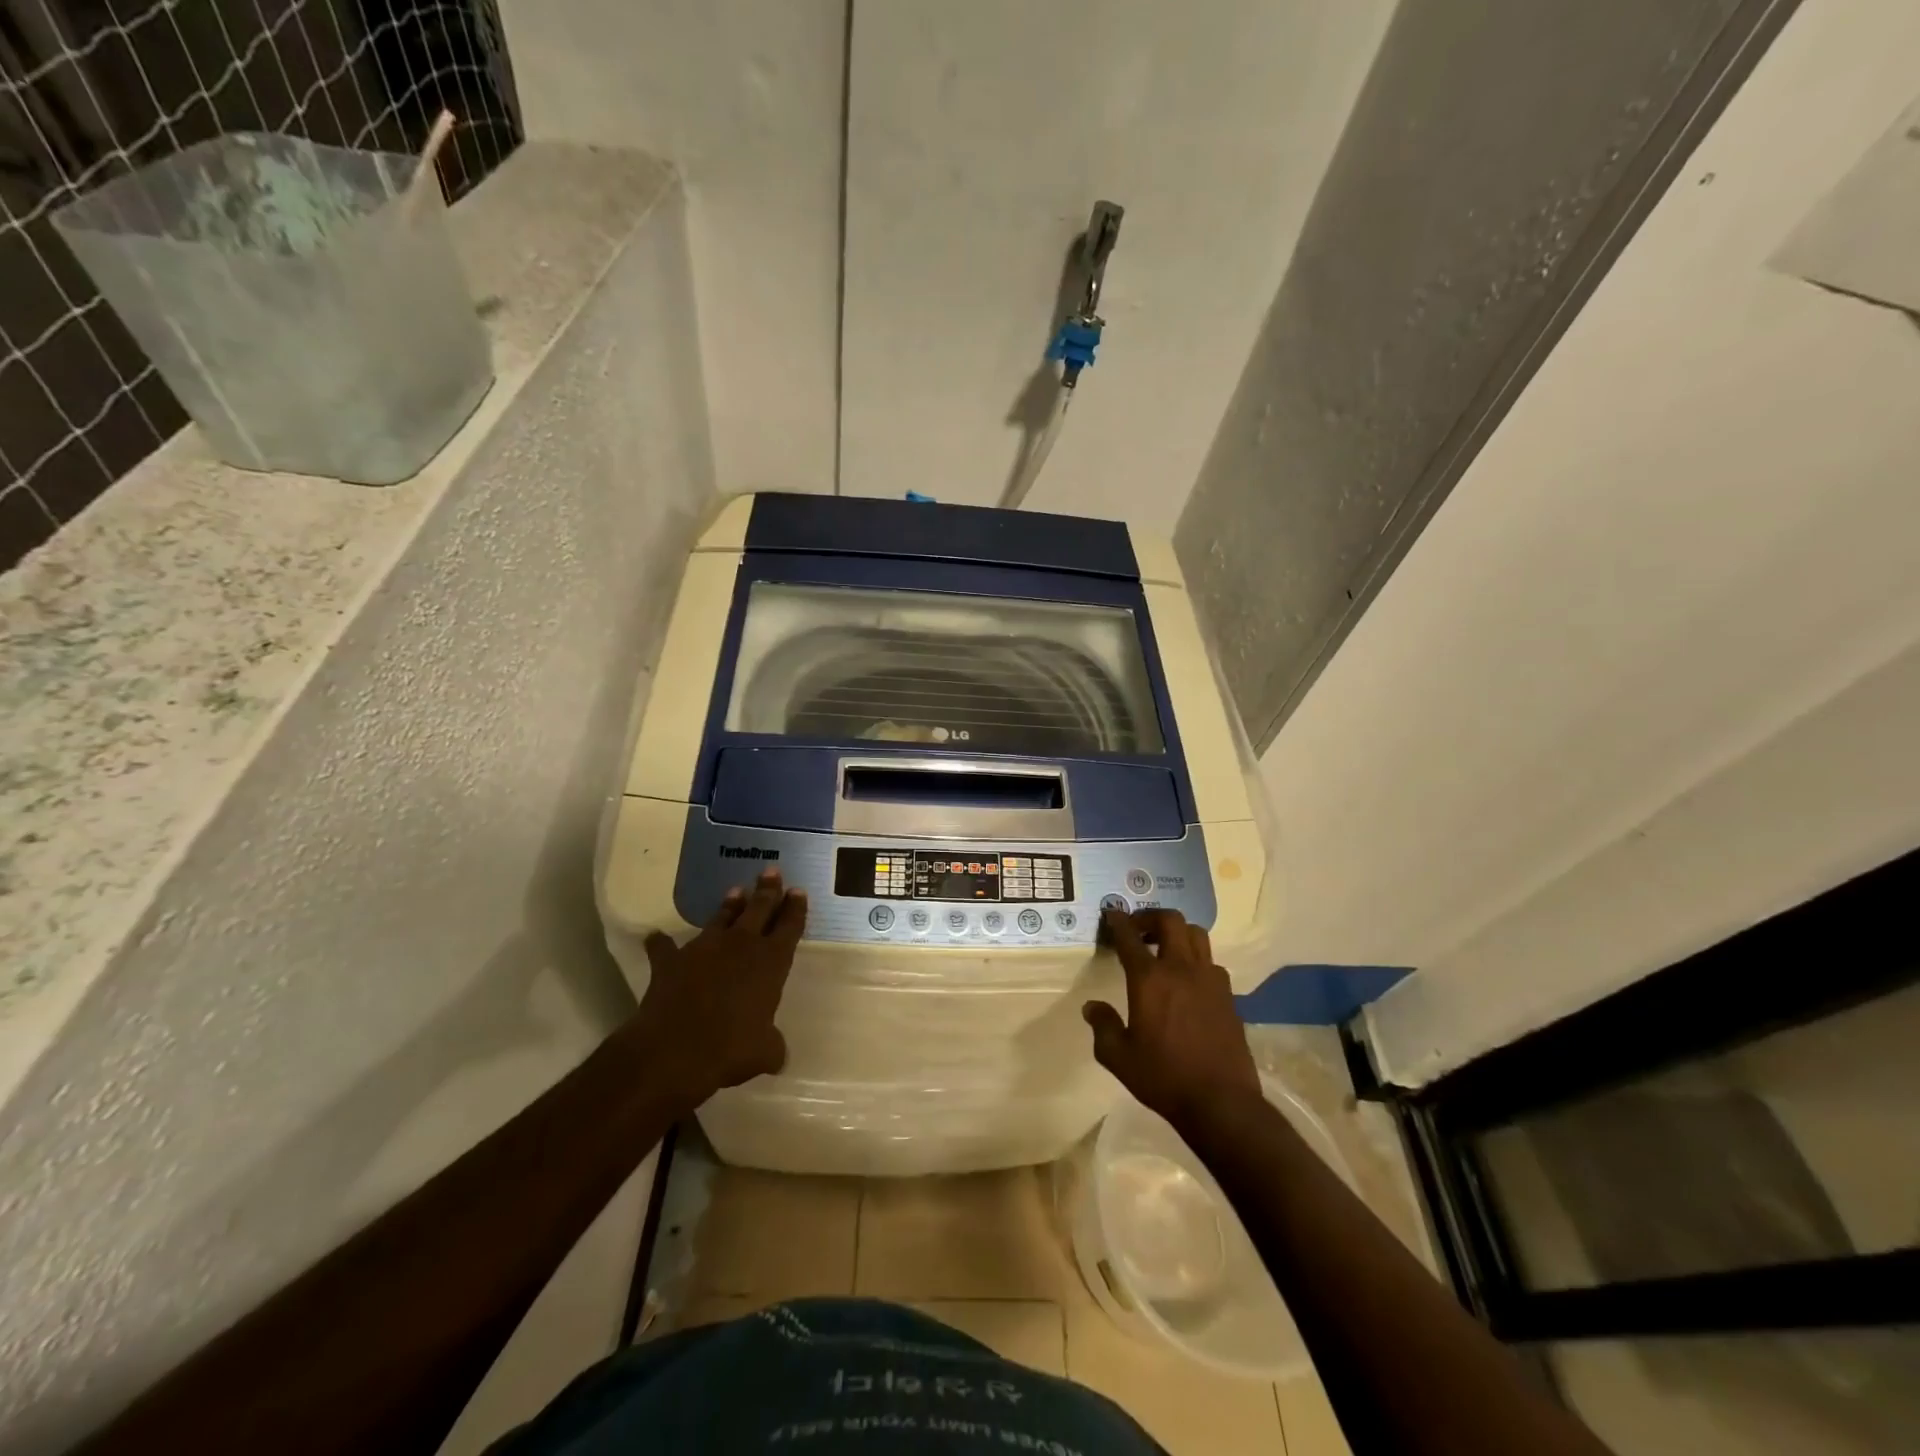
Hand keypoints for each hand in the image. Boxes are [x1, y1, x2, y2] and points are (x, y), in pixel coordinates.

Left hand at [634, 869, 806, 1107]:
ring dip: (729, 905)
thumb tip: (777, 1056)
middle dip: (768, 890)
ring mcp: (704, 949)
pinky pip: (664, 948)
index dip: (795, 909)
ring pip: (721, 918)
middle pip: (759, 909)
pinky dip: (661, 944)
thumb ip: (773, 1047)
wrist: (676, 1049)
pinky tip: (655, 938)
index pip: (790, 927)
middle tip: (772, 871)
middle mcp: (741, 946)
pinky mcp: (671, 961)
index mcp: (771, 962)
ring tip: (736, 890)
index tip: (798, 891)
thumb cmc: (732, 1048)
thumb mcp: (765, 1052)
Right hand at [1083, 908, 1261, 1125]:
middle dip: (1151, 917)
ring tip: (1165, 948)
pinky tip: (1189, 980)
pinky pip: (1211, 962)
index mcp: (1149, 979)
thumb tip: (1091, 1007)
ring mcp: (1209, 979)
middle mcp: (1181, 969)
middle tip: (1138, 929)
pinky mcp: (1228, 995)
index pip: (1129, 937)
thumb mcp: (1119, 1057)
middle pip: (1171, 921)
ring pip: (1197, 935)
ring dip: (1178, 933)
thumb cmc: (1164, 1077)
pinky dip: (1196, 960)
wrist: (1221, 1102)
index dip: (1117, 921)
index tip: (1111, 914)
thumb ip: (1103, 1026)